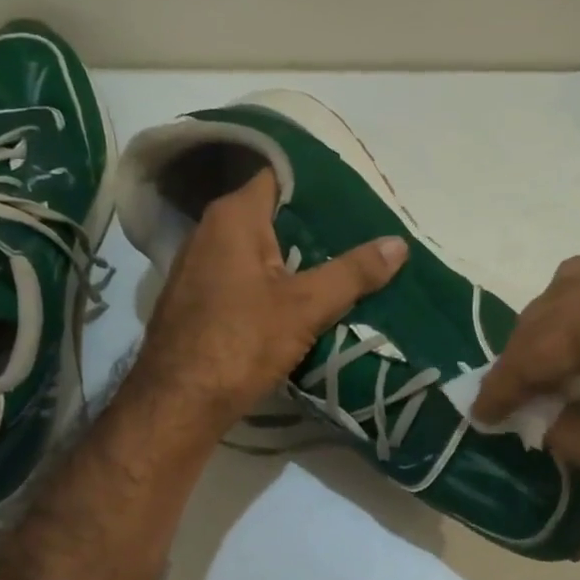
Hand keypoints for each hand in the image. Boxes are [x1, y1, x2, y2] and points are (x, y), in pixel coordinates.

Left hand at [130, 170, 407, 434]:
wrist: (179, 403)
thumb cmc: (241, 342)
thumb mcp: (306, 307)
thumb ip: (353, 272)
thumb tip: (399, 243)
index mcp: (233, 217)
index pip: (278, 175)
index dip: (316, 184)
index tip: (352, 197)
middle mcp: (208, 231)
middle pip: (269, 214)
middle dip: (310, 225)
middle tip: (356, 235)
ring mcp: (195, 267)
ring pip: (254, 249)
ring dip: (290, 257)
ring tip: (335, 267)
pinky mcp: (194, 300)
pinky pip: (239, 276)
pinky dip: (268, 282)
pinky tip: (294, 301)